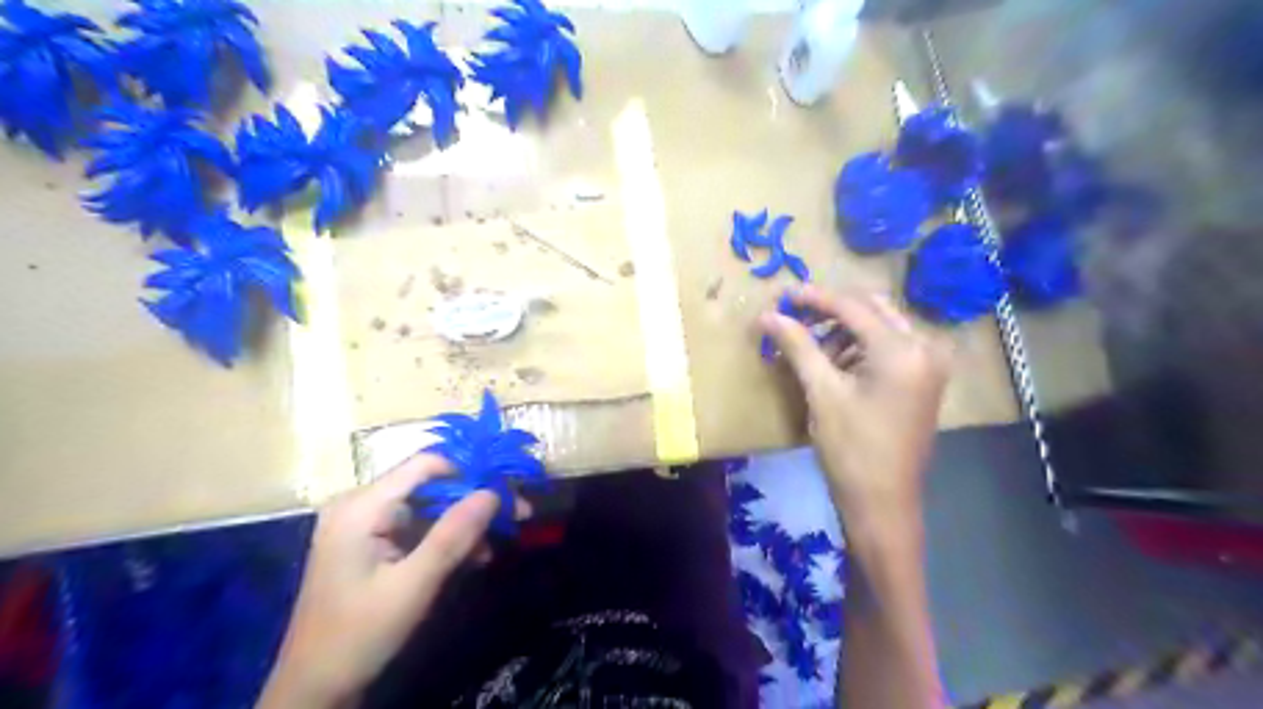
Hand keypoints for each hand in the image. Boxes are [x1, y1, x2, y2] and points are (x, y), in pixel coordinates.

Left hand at [260, 455, 521, 708]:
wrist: (315, 689)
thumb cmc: (359, 634)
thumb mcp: (413, 585)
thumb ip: (453, 536)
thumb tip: (493, 493)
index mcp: (361, 506)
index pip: (426, 464)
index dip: (470, 470)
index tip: (508, 489)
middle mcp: (360, 504)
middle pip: (430, 484)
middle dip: (474, 499)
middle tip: (517, 514)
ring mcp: (364, 523)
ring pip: (429, 506)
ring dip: (465, 522)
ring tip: (499, 541)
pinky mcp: (371, 542)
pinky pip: (418, 526)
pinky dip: (446, 538)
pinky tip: (473, 556)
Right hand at [759, 284, 947, 533]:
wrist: (883, 503)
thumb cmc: (851, 449)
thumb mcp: (822, 392)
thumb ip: (798, 346)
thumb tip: (767, 315)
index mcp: (903, 350)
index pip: (853, 307)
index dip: (814, 298)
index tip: (782, 295)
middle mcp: (924, 348)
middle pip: (872, 310)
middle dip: (831, 312)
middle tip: (795, 318)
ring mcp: (928, 365)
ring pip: (880, 327)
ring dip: (844, 331)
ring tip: (810, 351)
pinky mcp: (922, 381)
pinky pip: (888, 348)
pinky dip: (859, 349)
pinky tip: (833, 366)